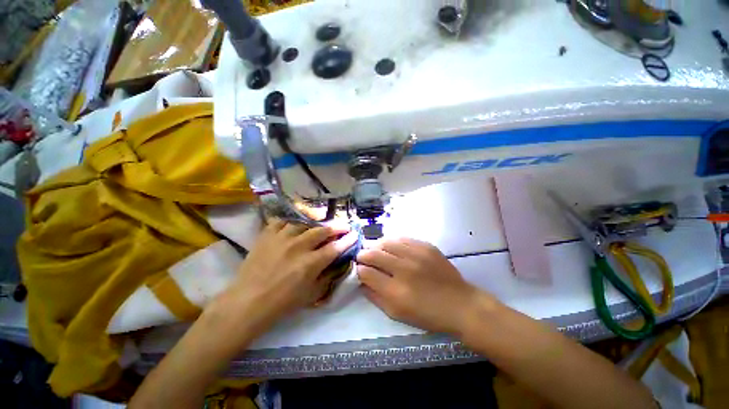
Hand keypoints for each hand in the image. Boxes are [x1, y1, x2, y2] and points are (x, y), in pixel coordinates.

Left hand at [214, 219, 357, 330]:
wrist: (247, 302)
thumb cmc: (282, 303)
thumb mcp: (311, 295)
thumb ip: (327, 276)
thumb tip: (337, 262)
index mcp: (310, 263)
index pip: (335, 247)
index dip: (348, 240)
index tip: (355, 234)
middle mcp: (298, 246)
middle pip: (322, 231)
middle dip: (336, 227)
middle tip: (343, 225)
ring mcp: (281, 238)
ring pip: (304, 223)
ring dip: (315, 223)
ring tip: (319, 223)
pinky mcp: (267, 235)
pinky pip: (282, 221)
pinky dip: (290, 222)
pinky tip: (293, 226)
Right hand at [356, 237, 486, 334]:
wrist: (460, 304)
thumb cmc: (427, 315)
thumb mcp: (397, 314)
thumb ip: (375, 297)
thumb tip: (362, 281)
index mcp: (395, 291)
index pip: (366, 272)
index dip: (359, 269)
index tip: (359, 269)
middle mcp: (404, 269)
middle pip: (373, 254)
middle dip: (363, 254)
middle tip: (362, 256)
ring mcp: (416, 255)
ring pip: (386, 242)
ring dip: (376, 245)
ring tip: (375, 250)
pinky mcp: (426, 247)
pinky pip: (402, 238)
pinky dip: (393, 242)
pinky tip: (392, 247)